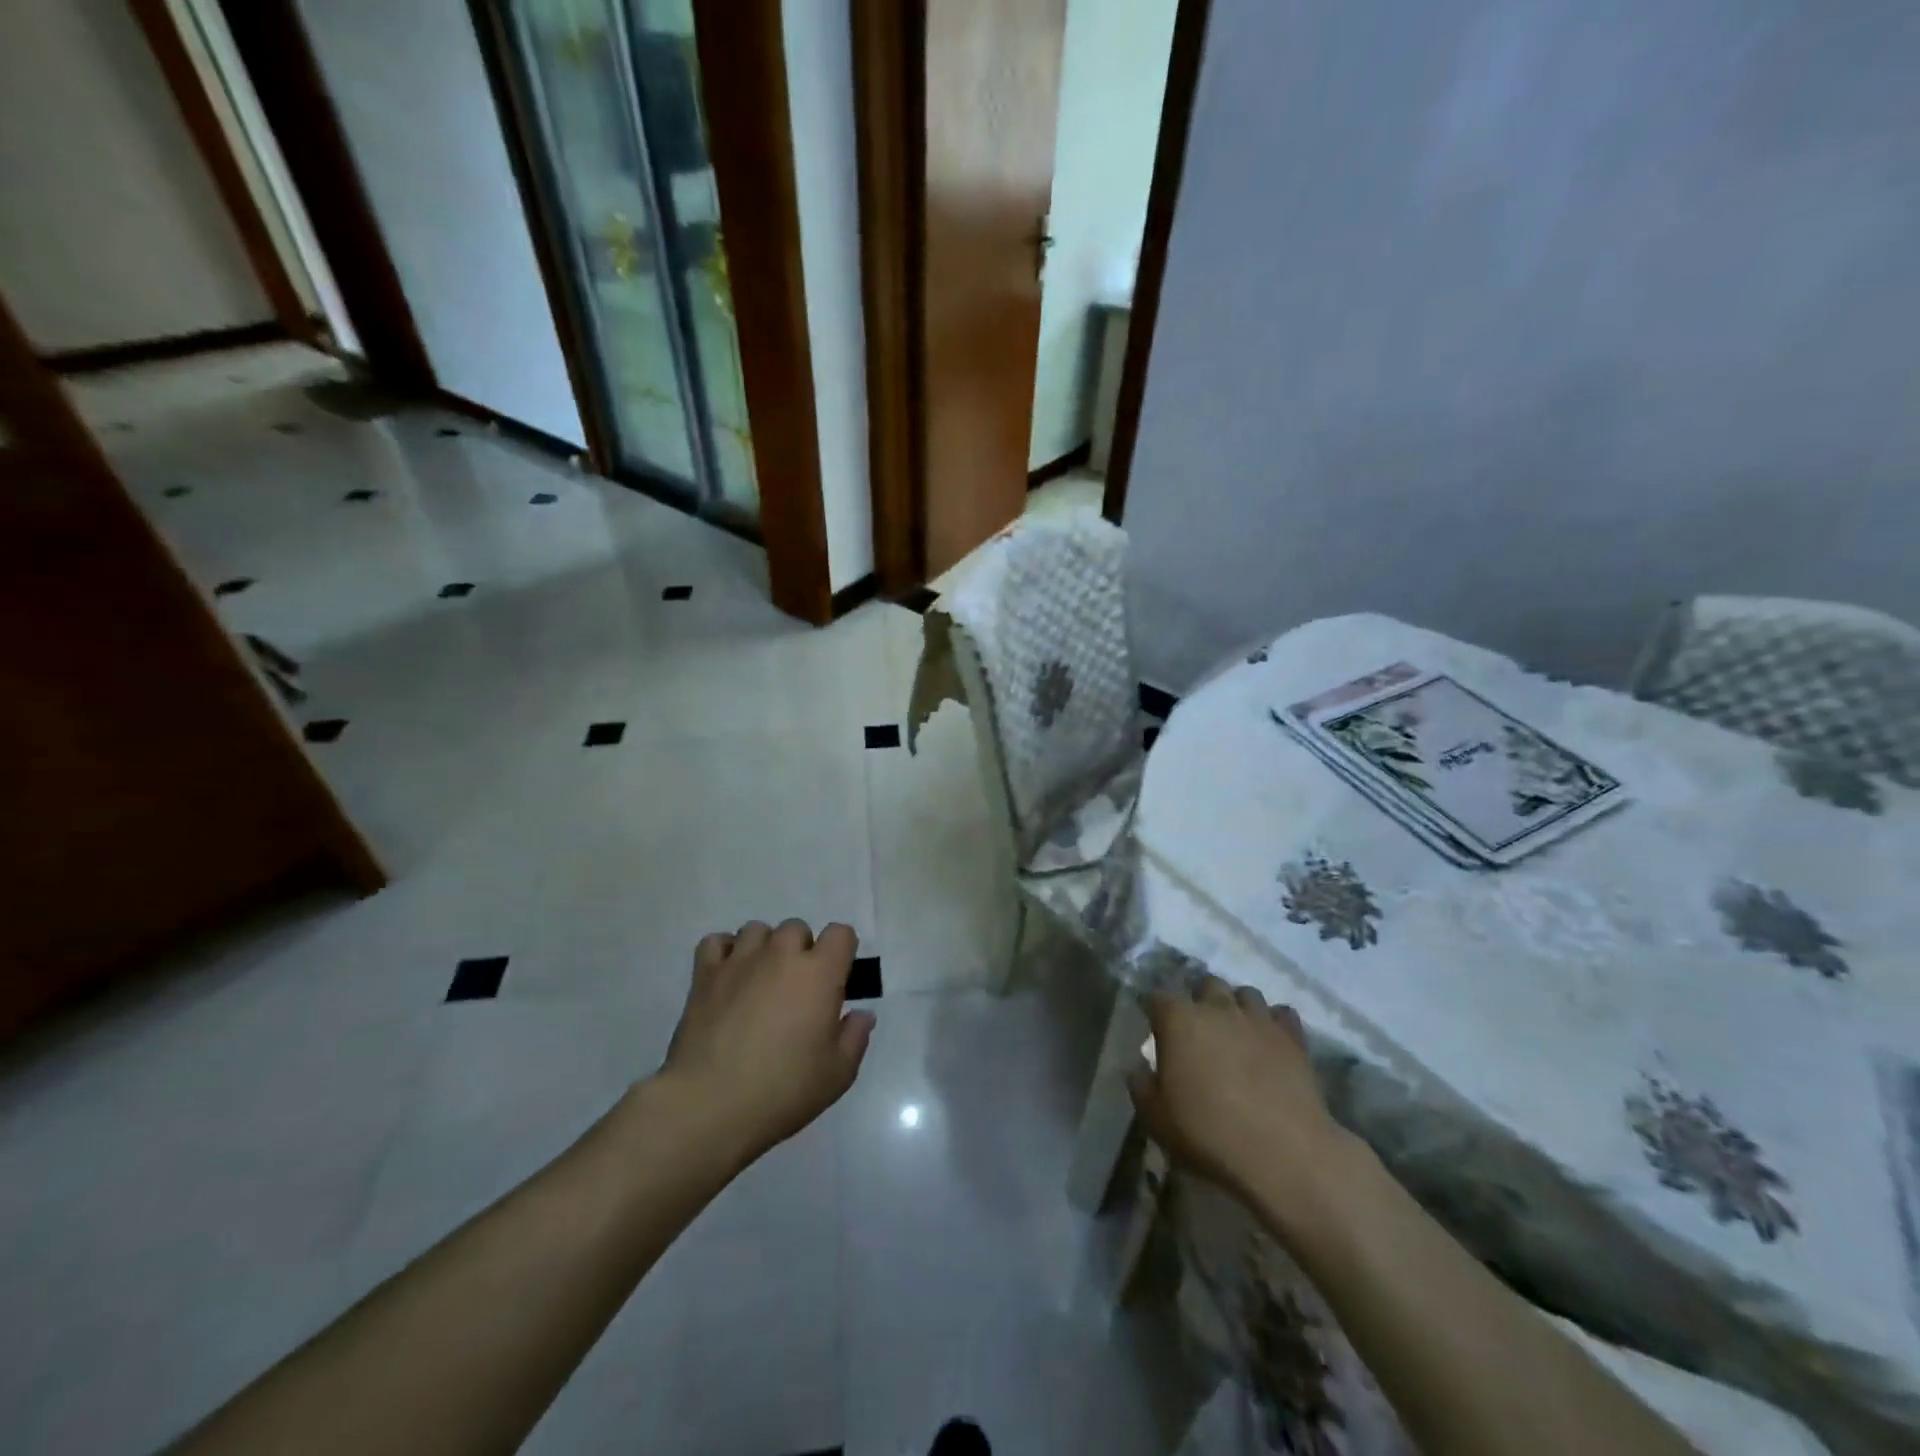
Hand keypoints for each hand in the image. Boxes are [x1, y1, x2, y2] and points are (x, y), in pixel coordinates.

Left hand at [655, 920, 873, 1165]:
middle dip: (801, 951)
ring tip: (760, 981)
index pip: (840, 934)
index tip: (837, 979)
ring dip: (764, 948)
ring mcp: (740, 961)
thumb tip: (861, 1014)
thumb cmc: (783, 1089)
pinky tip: (728, 977)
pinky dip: (724, 952)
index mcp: (819, 973)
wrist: (710, 1104)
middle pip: (797, 928)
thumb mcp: (837, 1074)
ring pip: (757, 930)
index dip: (842, 951)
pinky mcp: (705, 974)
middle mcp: (781, 955)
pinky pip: (716, 942)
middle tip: (796, 989)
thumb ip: (854, 1037)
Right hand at [1126, 976, 1351, 1223]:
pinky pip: (1283, 1014)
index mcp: (1179, 1020)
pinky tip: (1270, 1042)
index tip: (1155, 1028)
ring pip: (1246, 993)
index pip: (1158, 997)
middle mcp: (1218, 1008)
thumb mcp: (1156, 1118)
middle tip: (1198, 1029)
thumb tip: (1138, 1068)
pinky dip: (1274, 1022)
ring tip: (1235, 1032)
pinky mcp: (1293, 1038)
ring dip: (1237, 1007)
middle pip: (1206, 984)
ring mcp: (1259, 1019)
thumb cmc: (1208, 1133)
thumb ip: (1141, 1086)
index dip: (1155, 1011)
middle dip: (1200, 1000)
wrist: (1282, 1152)